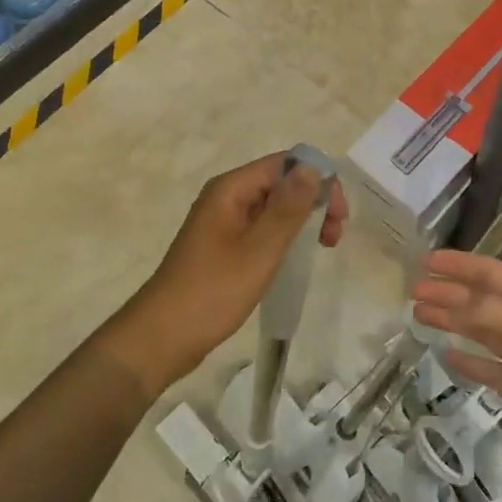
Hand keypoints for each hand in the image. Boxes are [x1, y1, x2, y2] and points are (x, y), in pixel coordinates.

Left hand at [104, 154, 347, 396]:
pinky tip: (297, 257)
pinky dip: (284, 236)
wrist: (162, 337)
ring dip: (301, 220)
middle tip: (335, 236)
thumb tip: (313, 167)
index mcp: (230, 189)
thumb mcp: (259, 250)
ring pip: (272, 207)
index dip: (317, 180)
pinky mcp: (222, 246)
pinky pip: (260, 228)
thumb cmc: (212, 291)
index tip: (339, 215)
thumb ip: (288, 208)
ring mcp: (222, 222)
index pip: (284, 164)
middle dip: (312, 201)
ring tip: (324, 247)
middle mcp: (225, 197)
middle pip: (279, 183)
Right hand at [413, 250, 501, 501]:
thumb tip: (453, 301)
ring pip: (480, 330)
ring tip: (419, 316)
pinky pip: (487, 366)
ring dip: (451, 318)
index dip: (459, 264)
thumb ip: (491, 312)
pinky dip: (466, 357)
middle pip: (482, 300)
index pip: (491, 273)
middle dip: (448, 291)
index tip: (425, 262)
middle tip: (413, 292)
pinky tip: (445, 355)